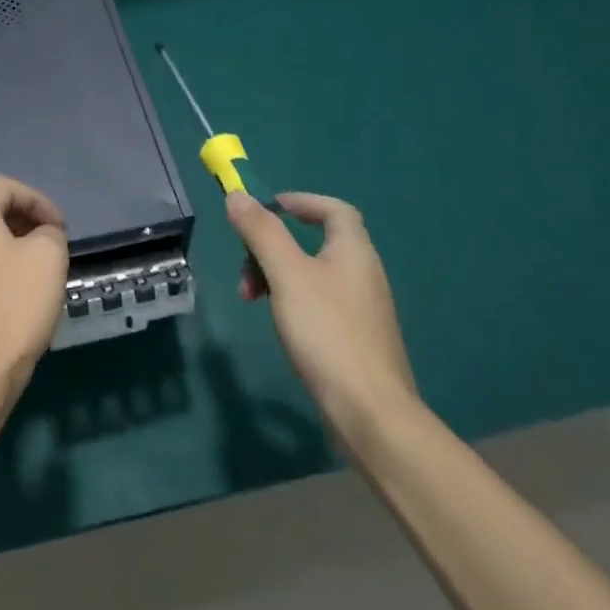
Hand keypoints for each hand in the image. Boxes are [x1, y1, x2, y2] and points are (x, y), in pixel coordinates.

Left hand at [0, 176, 68, 398]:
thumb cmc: (15, 304)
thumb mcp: (50, 255)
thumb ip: (50, 231)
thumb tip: (41, 236)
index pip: (6, 187)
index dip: (39, 200)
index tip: (61, 227)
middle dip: (24, 221)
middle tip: (52, 243)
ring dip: (8, 245)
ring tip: (35, 268)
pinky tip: (10, 292)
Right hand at [226, 192, 417, 435]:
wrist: (371, 414)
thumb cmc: (327, 333)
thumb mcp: (286, 275)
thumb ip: (262, 233)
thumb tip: (238, 195)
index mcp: (354, 251)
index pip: (334, 209)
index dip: (300, 201)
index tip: (267, 208)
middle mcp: (363, 274)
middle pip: (315, 242)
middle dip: (273, 245)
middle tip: (246, 266)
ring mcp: (362, 309)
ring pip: (312, 274)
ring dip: (276, 276)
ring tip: (250, 300)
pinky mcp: (356, 339)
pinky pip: (319, 303)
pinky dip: (292, 301)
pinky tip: (279, 325)